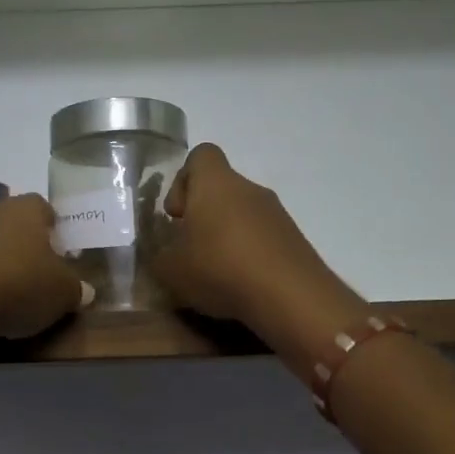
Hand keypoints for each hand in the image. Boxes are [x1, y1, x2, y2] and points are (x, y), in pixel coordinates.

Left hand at [0, 193, 93, 338]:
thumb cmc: (20, 285)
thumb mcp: (63, 293)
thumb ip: (76, 289)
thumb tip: (84, 290)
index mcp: (27, 209)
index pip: (45, 209)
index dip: (55, 230)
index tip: (61, 254)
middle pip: (14, 225)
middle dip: (26, 248)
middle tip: (39, 276)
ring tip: (10, 296)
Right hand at [148, 144, 343, 329]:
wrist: (291, 297)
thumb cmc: (220, 268)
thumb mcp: (170, 270)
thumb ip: (160, 256)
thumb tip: (165, 253)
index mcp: (216, 183)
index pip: (200, 156)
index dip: (183, 181)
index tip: (177, 215)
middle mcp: (249, 189)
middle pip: (221, 190)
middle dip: (203, 217)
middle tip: (191, 252)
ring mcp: (277, 214)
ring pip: (243, 215)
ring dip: (227, 238)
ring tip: (216, 275)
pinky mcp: (294, 241)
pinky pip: (263, 239)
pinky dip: (249, 256)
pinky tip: (242, 285)